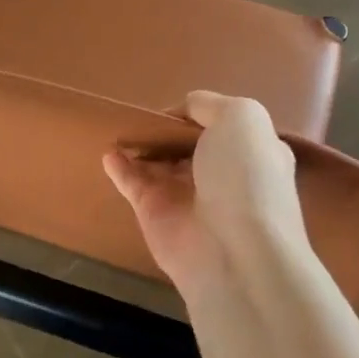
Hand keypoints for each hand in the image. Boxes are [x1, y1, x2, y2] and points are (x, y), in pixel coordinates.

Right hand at [103, 90, 312, 292]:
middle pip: (187, 145)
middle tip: (142, 114)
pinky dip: (118, 166)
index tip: (178, 107)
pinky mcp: (154, 213)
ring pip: (158, 163)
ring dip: (141, 145)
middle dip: (168, 130)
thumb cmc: (245, 177)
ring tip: (119, 126)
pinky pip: (133, 183)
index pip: (222, 126)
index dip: (200, 114)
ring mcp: (186, 195)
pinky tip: (107, 152)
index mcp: (250, 152)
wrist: (234, 252)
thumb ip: (210, 104)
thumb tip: (183, 110)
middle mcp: (220, 174)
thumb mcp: (242, 118)